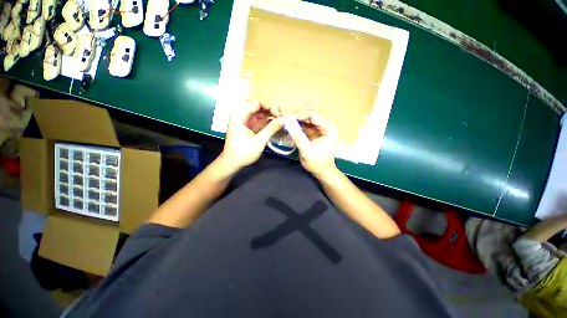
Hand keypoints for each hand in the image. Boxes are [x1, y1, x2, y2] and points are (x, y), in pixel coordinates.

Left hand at [220, 99, 281, 171]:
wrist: (232, 163)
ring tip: (280, 121)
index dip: (270, 105)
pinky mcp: (248, 125)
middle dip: (272, 109)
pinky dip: (268, 120)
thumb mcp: (259, 141)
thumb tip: (284, 120)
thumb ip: (271, 129)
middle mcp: (241, 113)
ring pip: (260, 111)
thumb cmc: (243, 153)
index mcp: (240, 114)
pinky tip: (275, 124)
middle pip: (259, 104)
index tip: (279, 115)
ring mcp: (245, 119)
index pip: (257, 101)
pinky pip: (259, 118)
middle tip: (281, 118)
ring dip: (271, 114)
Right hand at [287, 111, 338, 178]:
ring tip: (287, 120)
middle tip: (287, 117)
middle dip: (299, 113)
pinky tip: (290, 125)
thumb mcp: (307, 151)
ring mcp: (320, 128)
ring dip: (298, 118)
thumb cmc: (317, 163)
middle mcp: (326, 125)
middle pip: (312, 112)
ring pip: (308, 117)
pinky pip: (306, 124)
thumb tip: (288, 123)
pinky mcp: (315, 132)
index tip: (288, 118)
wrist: (322, 172)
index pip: (314, 115)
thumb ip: (298, 137)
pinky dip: (298, 124)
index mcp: (329, 128)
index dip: (300, 115)